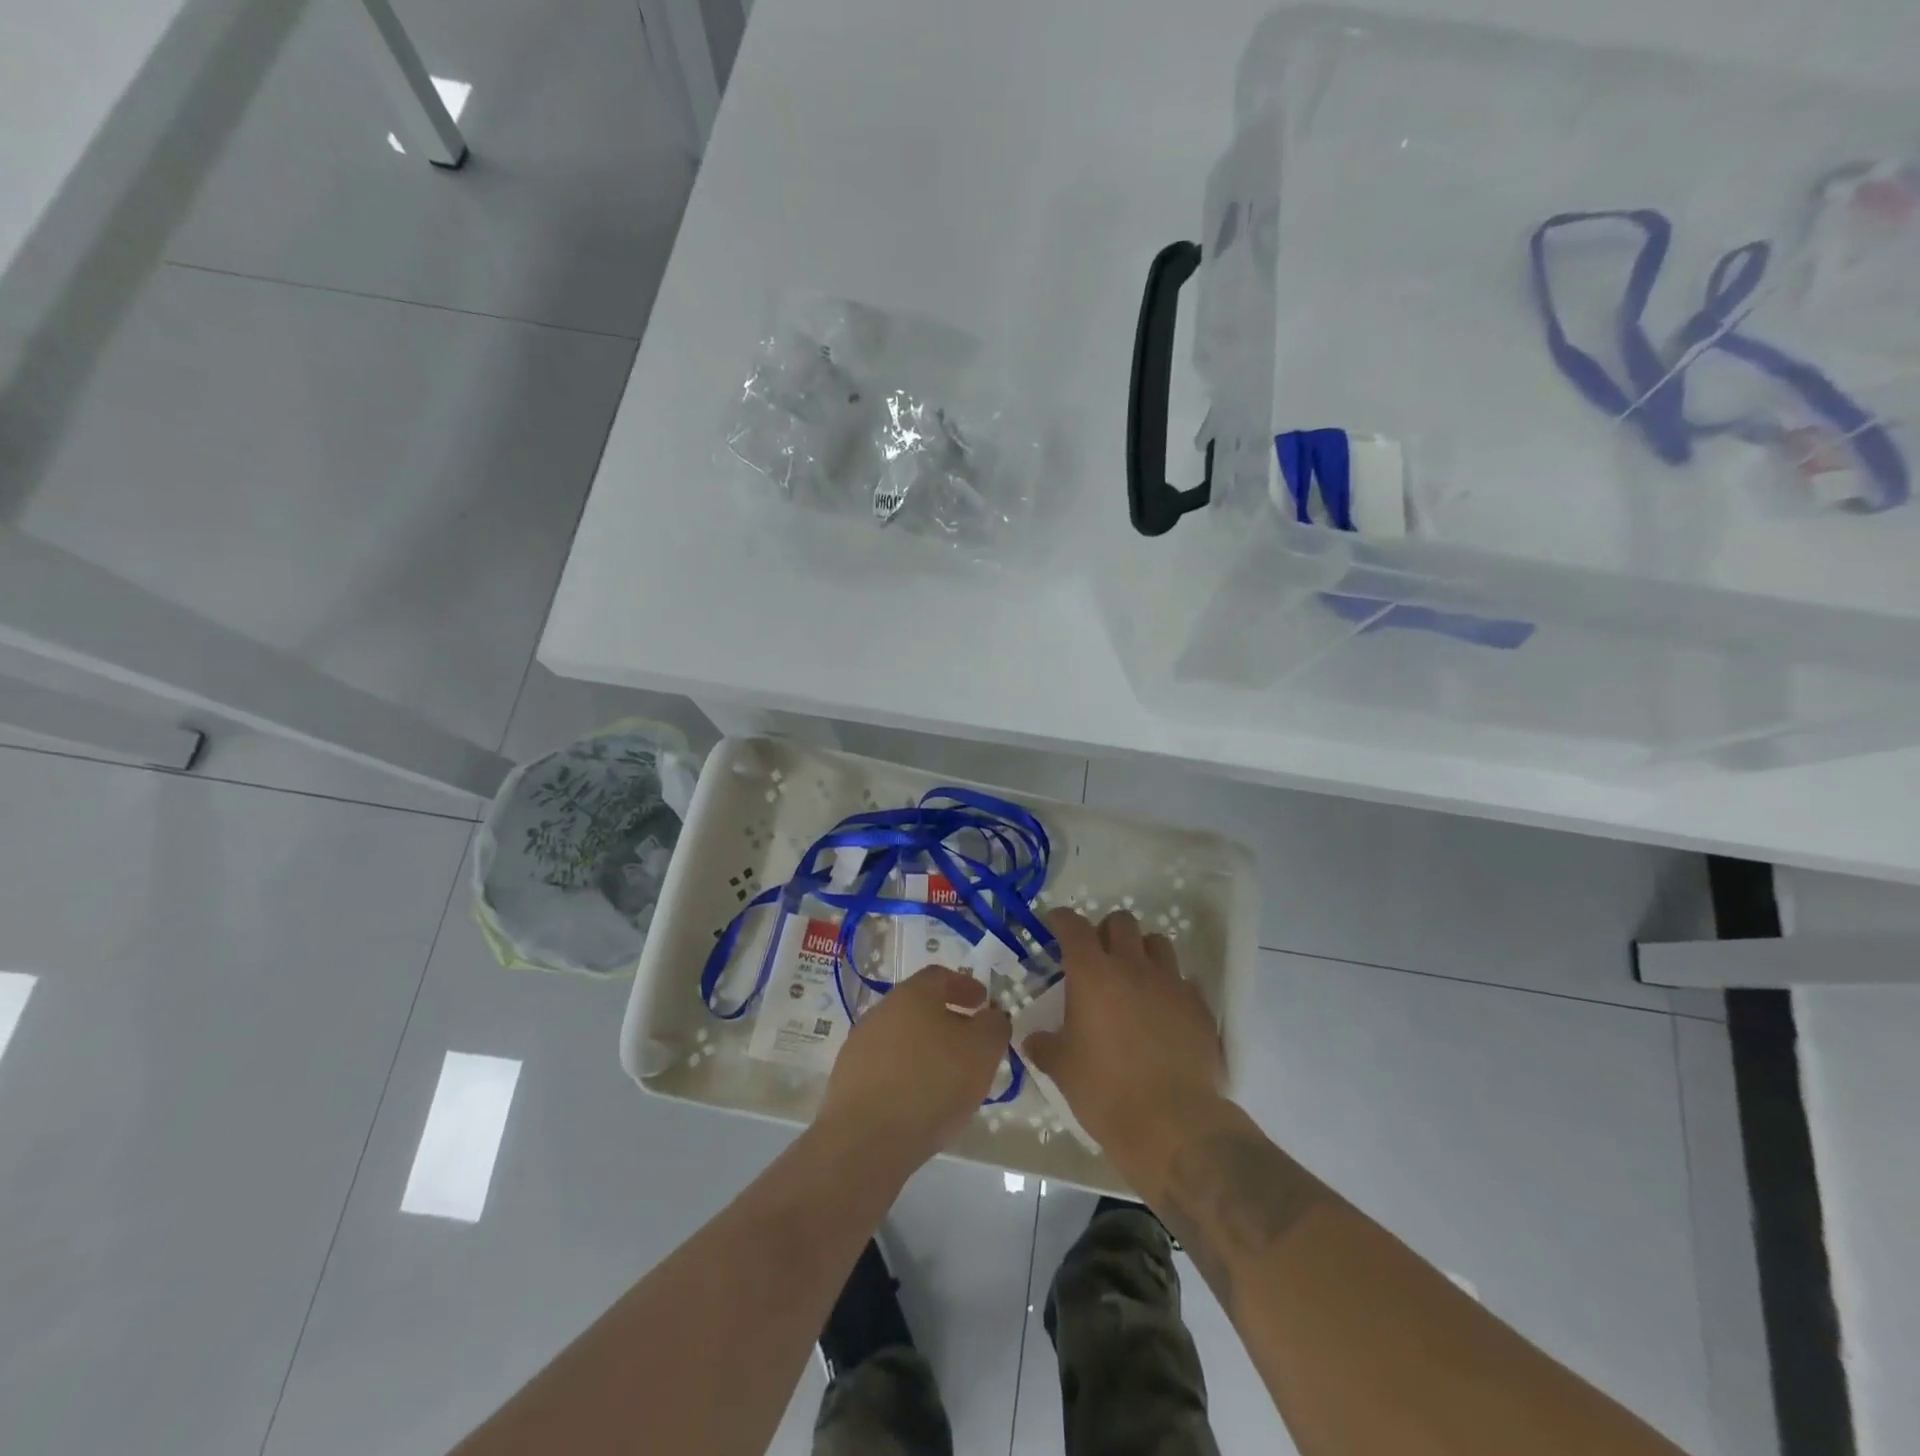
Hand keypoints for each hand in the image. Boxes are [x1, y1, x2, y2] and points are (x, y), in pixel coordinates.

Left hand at [816, 966, 1010, 1170]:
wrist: (864, 1140)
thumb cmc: (931, 1084)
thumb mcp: (982, 1051)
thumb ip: (994, 1026)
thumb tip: (991, 1015)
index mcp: (912, 994)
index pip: (940, 977)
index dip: (965, 986)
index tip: (983, 1003)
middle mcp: (881, 1011)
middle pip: (918, 1006)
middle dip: (947, 1020)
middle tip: (970, 1042)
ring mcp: (859, 1045)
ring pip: (901, 1038)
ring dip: (926, 1049)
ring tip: (948, 1077)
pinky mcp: (847, 1080)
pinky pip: (886, 1068)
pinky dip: (906, 1074)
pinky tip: (920, 1101)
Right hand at [1021, 910, 1226, 1183]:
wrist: (1172, 1123)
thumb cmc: (1105, 1090)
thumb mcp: (1062, 1069)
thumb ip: (1045, 1046)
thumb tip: (1034, 1039)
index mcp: (1092, 974)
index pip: (1074, 927)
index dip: (1062, 920)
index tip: (1056, 924)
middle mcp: (1132, 966)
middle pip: (1121, 922)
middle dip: (1106, 931)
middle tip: (1097, 955)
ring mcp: (1170, 983)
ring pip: (1158, 943)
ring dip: (1142, 951)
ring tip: (1134, 977)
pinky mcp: (1199, 1007)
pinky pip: (1184, 981)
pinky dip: (1170, 987)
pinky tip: (1164, 1011)